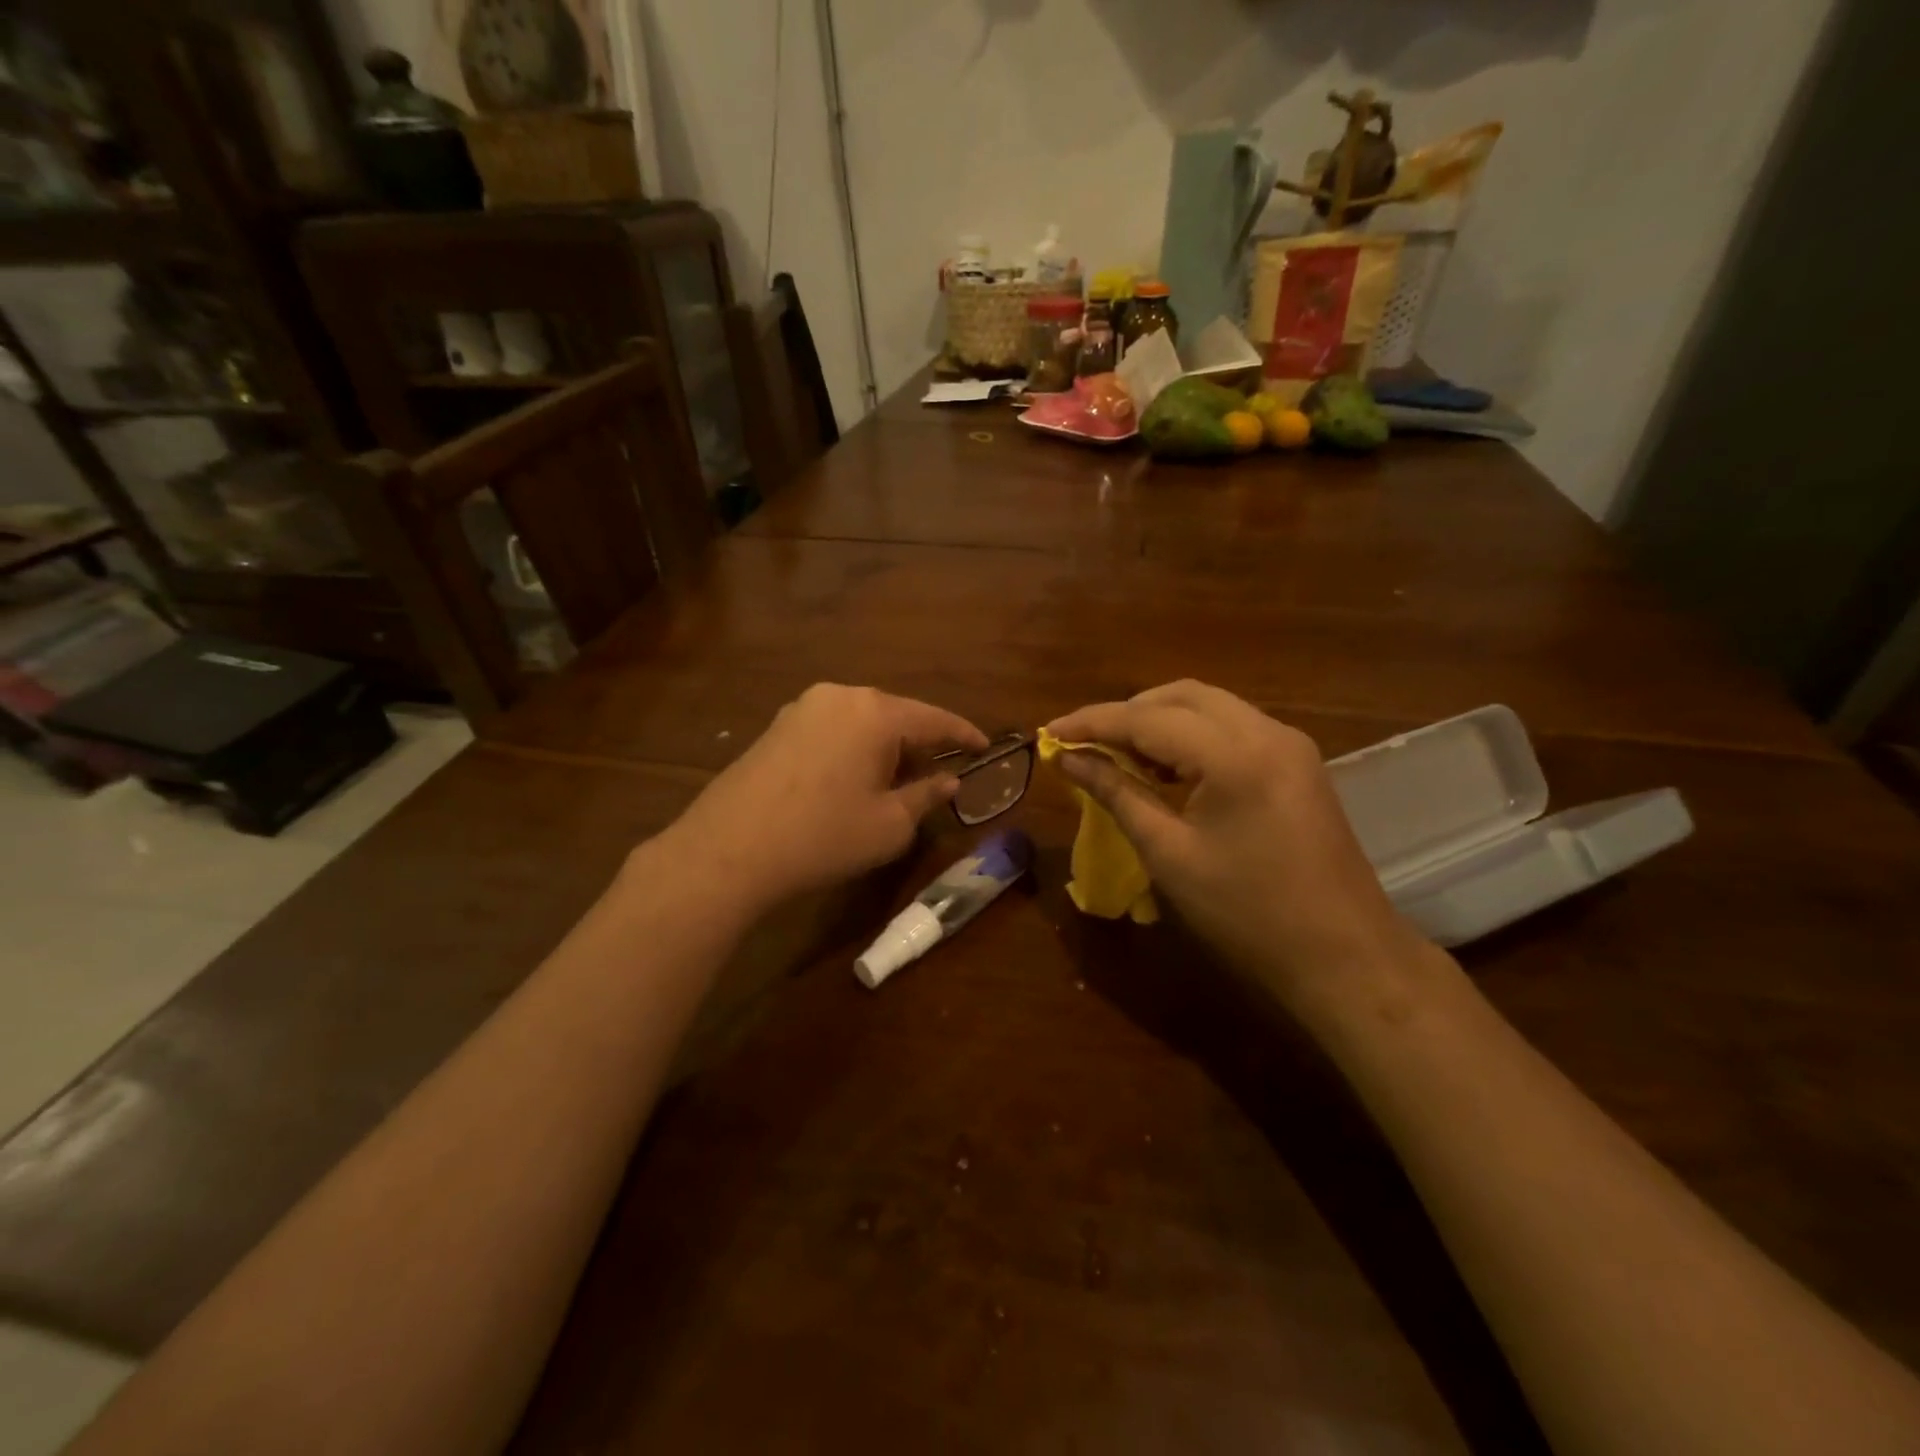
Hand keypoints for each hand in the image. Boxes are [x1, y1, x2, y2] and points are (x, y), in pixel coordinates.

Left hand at [662, 684, 986, 910]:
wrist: (729, 849)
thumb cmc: (824, 836)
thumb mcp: (889, 825)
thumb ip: (926, 796)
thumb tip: (948, 782)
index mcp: (876, 713)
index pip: (934, 720)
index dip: (964, 735)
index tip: (986, 747)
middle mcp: (840, 697)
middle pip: (896, 715)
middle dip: (921, 743)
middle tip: (940, 773)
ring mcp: (803, 708)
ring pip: (862, 721)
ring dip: (885, 746)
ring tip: (897, 779)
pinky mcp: (777, 726)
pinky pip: (833, 729)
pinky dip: (854, 748)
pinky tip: (853, 778)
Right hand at [1046, 681, 1428, 1013]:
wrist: (1345, 957)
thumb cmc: (1247, 914)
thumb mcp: (1170, 854)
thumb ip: (1117, 794)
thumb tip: (1069, 760)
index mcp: (1234, 755)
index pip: (1146, 718)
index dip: (1091, 723)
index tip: (1049, 734)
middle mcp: (1266, 732)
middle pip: (1181, 696)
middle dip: (1126, 714)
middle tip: (1085, 746)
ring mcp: (1289, 744)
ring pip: (1208, 707)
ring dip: (1159, 722)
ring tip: (1118, 757)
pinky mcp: (1297, 762)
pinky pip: (1231, 728)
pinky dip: (1191, 737)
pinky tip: (1166, 769)